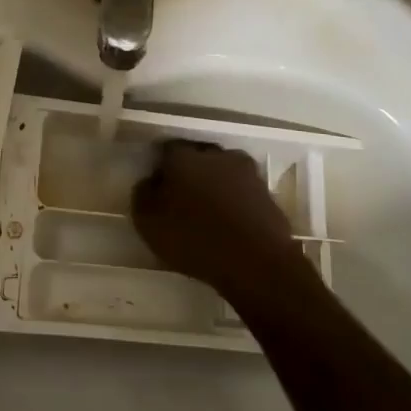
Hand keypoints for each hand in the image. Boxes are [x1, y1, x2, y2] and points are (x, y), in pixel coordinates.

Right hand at [131, 141, 305, 303]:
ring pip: (223, 172)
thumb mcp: (148, 222)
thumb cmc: (193, 238)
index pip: (167, 149)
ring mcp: (246, 172)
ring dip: (216, 185)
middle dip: (191, 172)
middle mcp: (216, 155)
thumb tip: (150, 181)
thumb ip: (143, 194)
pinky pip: (243, 192)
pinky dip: (235, 202)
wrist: (255, 261)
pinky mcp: (267, 193)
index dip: (162, 166)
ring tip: (209, 213)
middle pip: (198, 157)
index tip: (158, 186)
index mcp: (184, 157)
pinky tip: (230, 223)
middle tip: (182, 198)